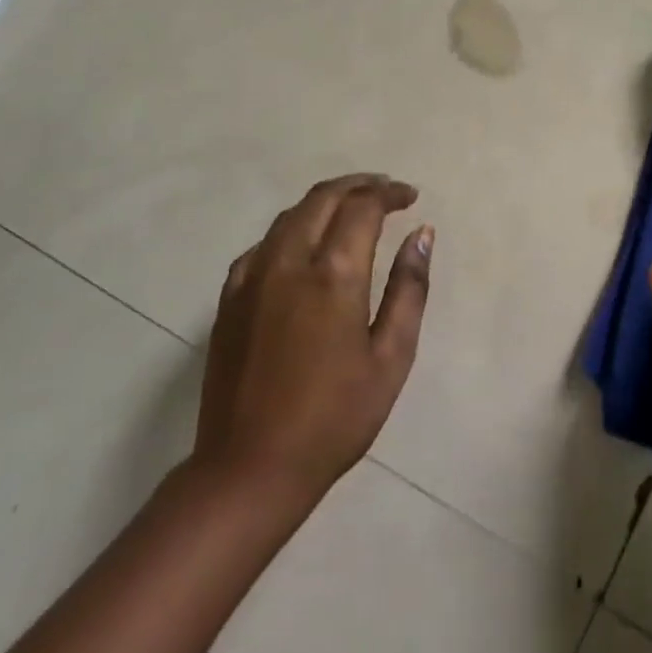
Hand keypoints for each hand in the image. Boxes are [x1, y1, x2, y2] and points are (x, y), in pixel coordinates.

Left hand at [194, 174, 433, 505]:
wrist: (250, 468)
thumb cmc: (335, 417)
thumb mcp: (390, 357)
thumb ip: (409, 288)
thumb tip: (422, 234)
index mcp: (333, 274)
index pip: (363, 207)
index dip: (389, 193)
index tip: (410, 197)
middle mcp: (289, 261)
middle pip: (323, 197)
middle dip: (358, 185)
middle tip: (387, 191)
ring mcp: (252, 277)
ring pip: (290, 215)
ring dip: (325, 201)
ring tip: (353, 210)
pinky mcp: (229, 297)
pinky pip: (264, 243)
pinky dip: (292, 229)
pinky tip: (305, 247)